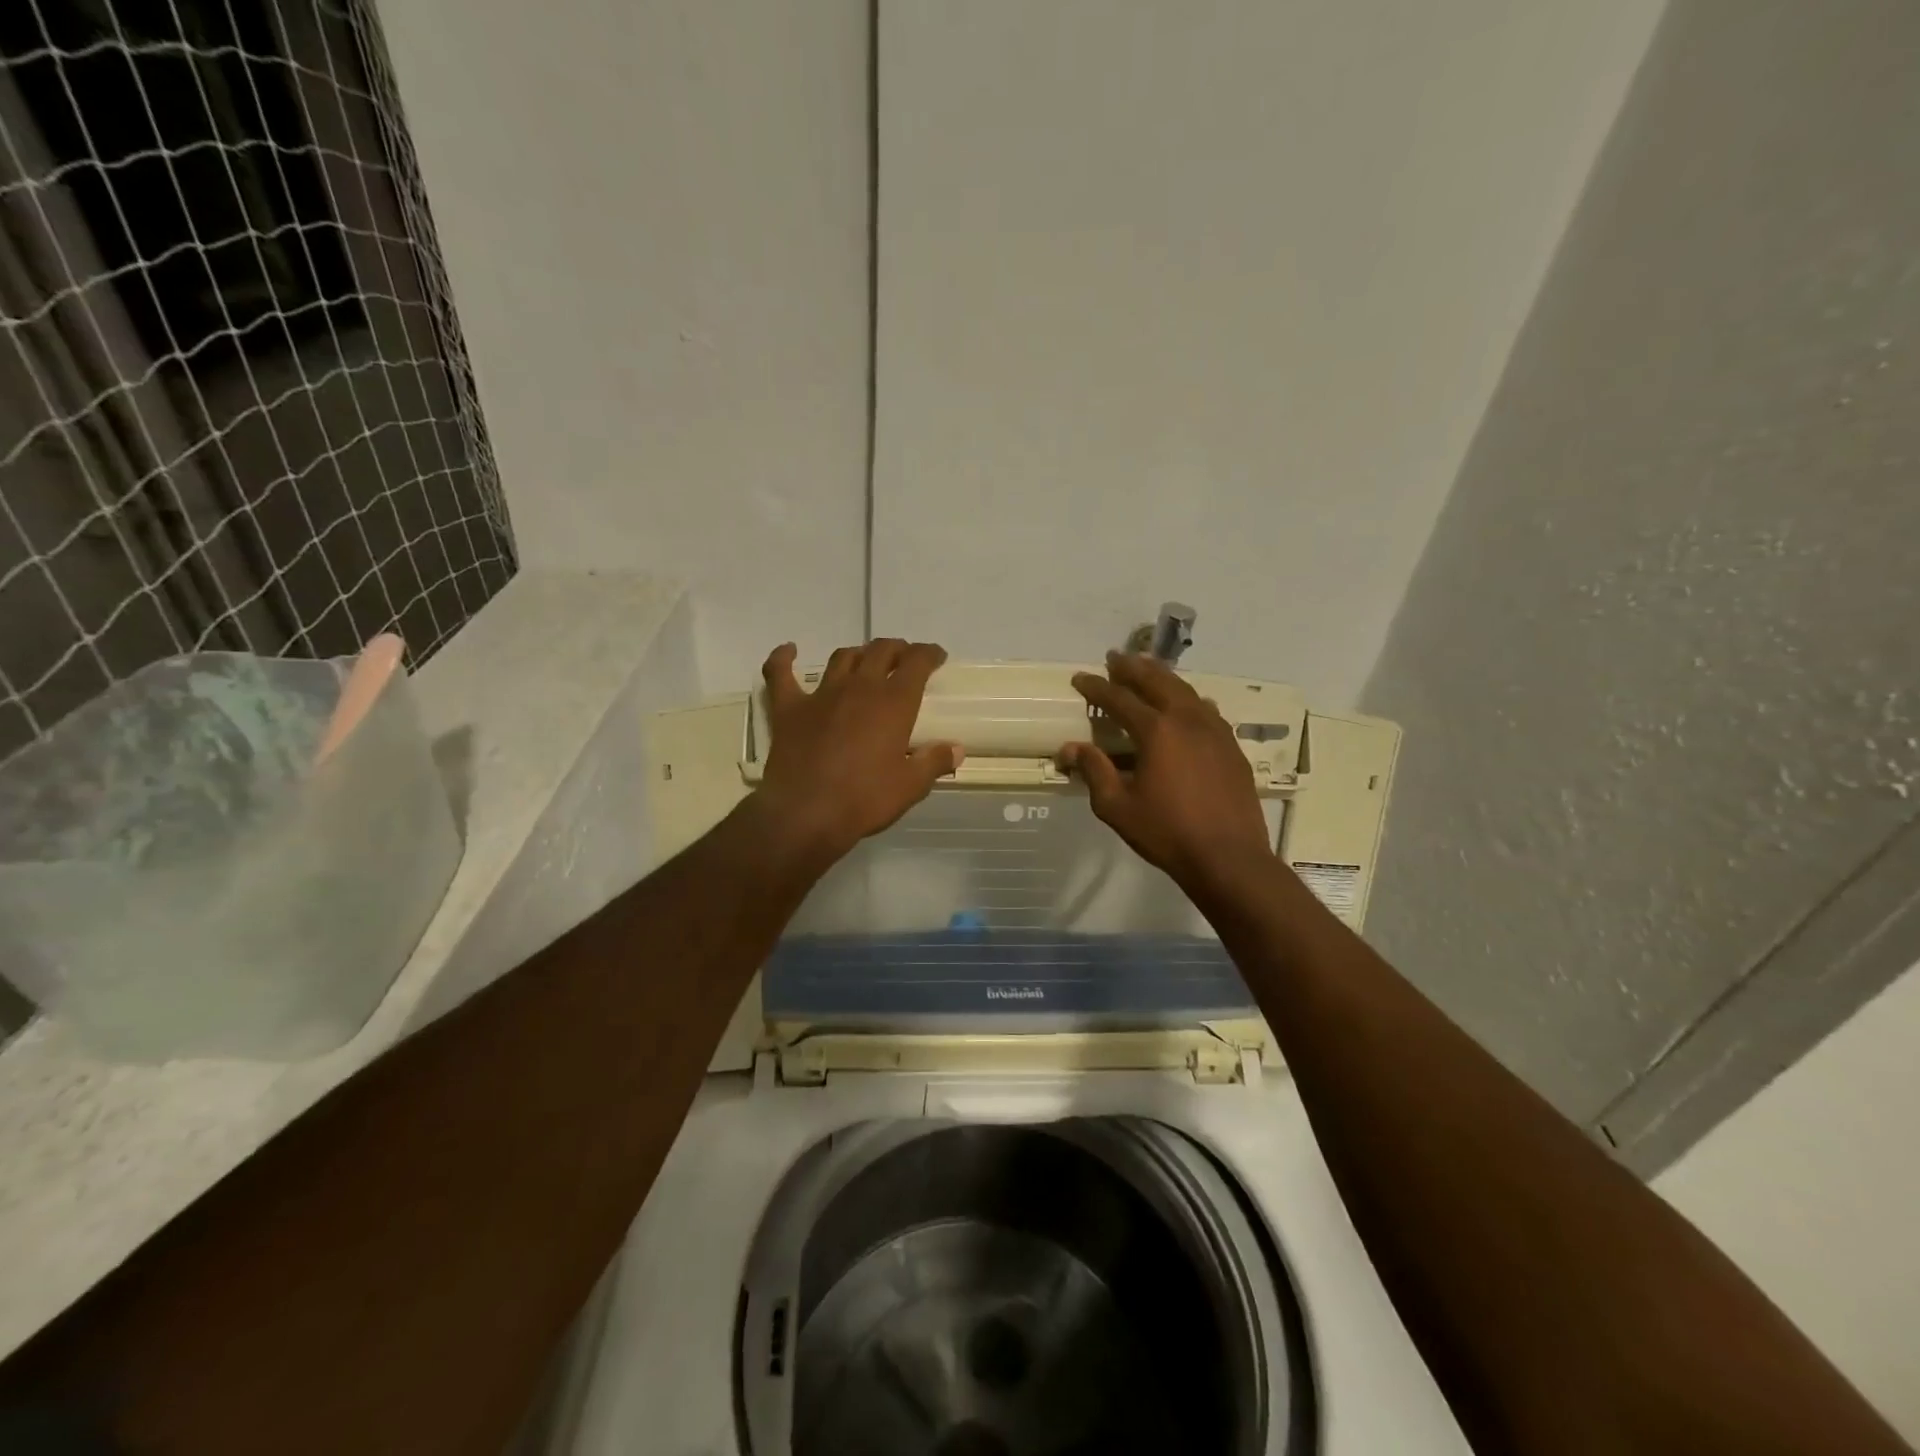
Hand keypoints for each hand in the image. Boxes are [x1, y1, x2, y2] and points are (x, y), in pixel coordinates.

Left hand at [756, 639, 962, 863]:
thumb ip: (934, 762)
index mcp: (893, 702)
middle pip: (880, 651)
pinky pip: (780, 674)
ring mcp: (821, 695)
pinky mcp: (788, 709)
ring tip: (865, 661)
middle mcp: (859, 687)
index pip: (917, 662)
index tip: (936, 657)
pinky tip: (789, 651)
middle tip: (904, 660)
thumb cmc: (864, 799)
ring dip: (858, 654)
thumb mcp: (910, 786)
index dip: (929, 653)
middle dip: (897, 649)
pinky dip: (783, 658)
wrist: (806, 814)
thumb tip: (956, 749)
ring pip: (842, 658)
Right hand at [1062, 652, 1274, 890]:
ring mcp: (1215, 730)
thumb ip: (1094, 771)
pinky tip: (1186, 704)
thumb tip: (1070, 748)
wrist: (1229, 857)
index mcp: (1156, 731)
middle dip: (1133, 667)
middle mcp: (1187, 720)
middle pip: (1157, 682)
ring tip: (1147, 670)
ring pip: (1186, 691)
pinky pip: (1206, 710)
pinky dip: (1188, 699)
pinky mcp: (1231, 746)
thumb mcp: (1117, 806)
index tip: (1080, 678)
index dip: (1097, 687)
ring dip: (1163, 677)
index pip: (1120, 699)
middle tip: (1115, 658)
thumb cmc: (1167, 832)